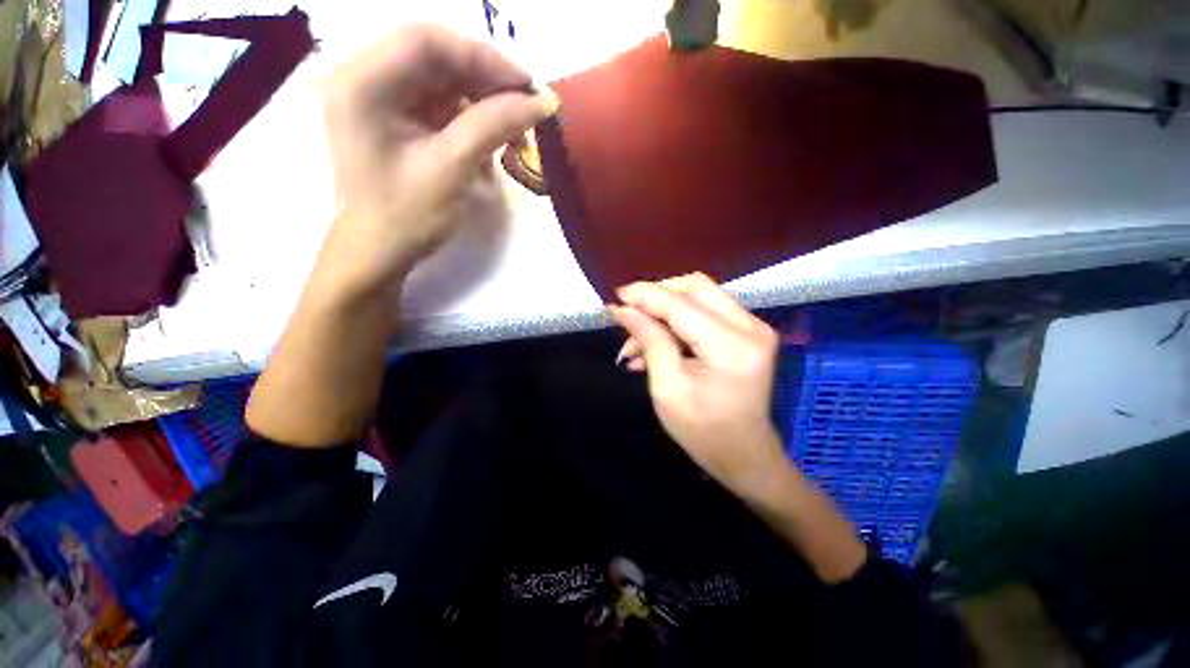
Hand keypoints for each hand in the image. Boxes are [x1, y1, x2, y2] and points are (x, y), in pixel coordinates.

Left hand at [316, 24, 558, 301]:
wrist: (379, 254)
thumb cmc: (407, 216)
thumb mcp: (452, 168)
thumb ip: (494, 125)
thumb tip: (543, 102)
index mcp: (362, 83)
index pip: (427, 41)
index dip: (482, 56)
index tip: (526, 85)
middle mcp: (363, 79)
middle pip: (434, 58)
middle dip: (485, 82)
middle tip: (525, 109)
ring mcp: (377, 99)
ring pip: (440, 81)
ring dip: (481, 103)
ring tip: (513, 134)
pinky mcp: (393, 119)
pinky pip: (437, 105)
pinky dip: (468, 120)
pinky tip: (489, 143)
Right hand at [610, 273, 787, 493]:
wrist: (744, 456)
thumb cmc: (703, 432)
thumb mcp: (667, 388)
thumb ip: (649, 340)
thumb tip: (624, 309)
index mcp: (731, 347)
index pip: (681, 305)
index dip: (645, 296)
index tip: (616, 296)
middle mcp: (750, 327)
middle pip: (696, 287)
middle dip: (656, 295)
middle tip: (627, 313)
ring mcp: (753, 328)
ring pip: (700, 296)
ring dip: (664, 312)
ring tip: (634, 344)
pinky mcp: (747, 333)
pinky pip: (706, 312)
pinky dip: (677, 322)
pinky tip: (653, 345)